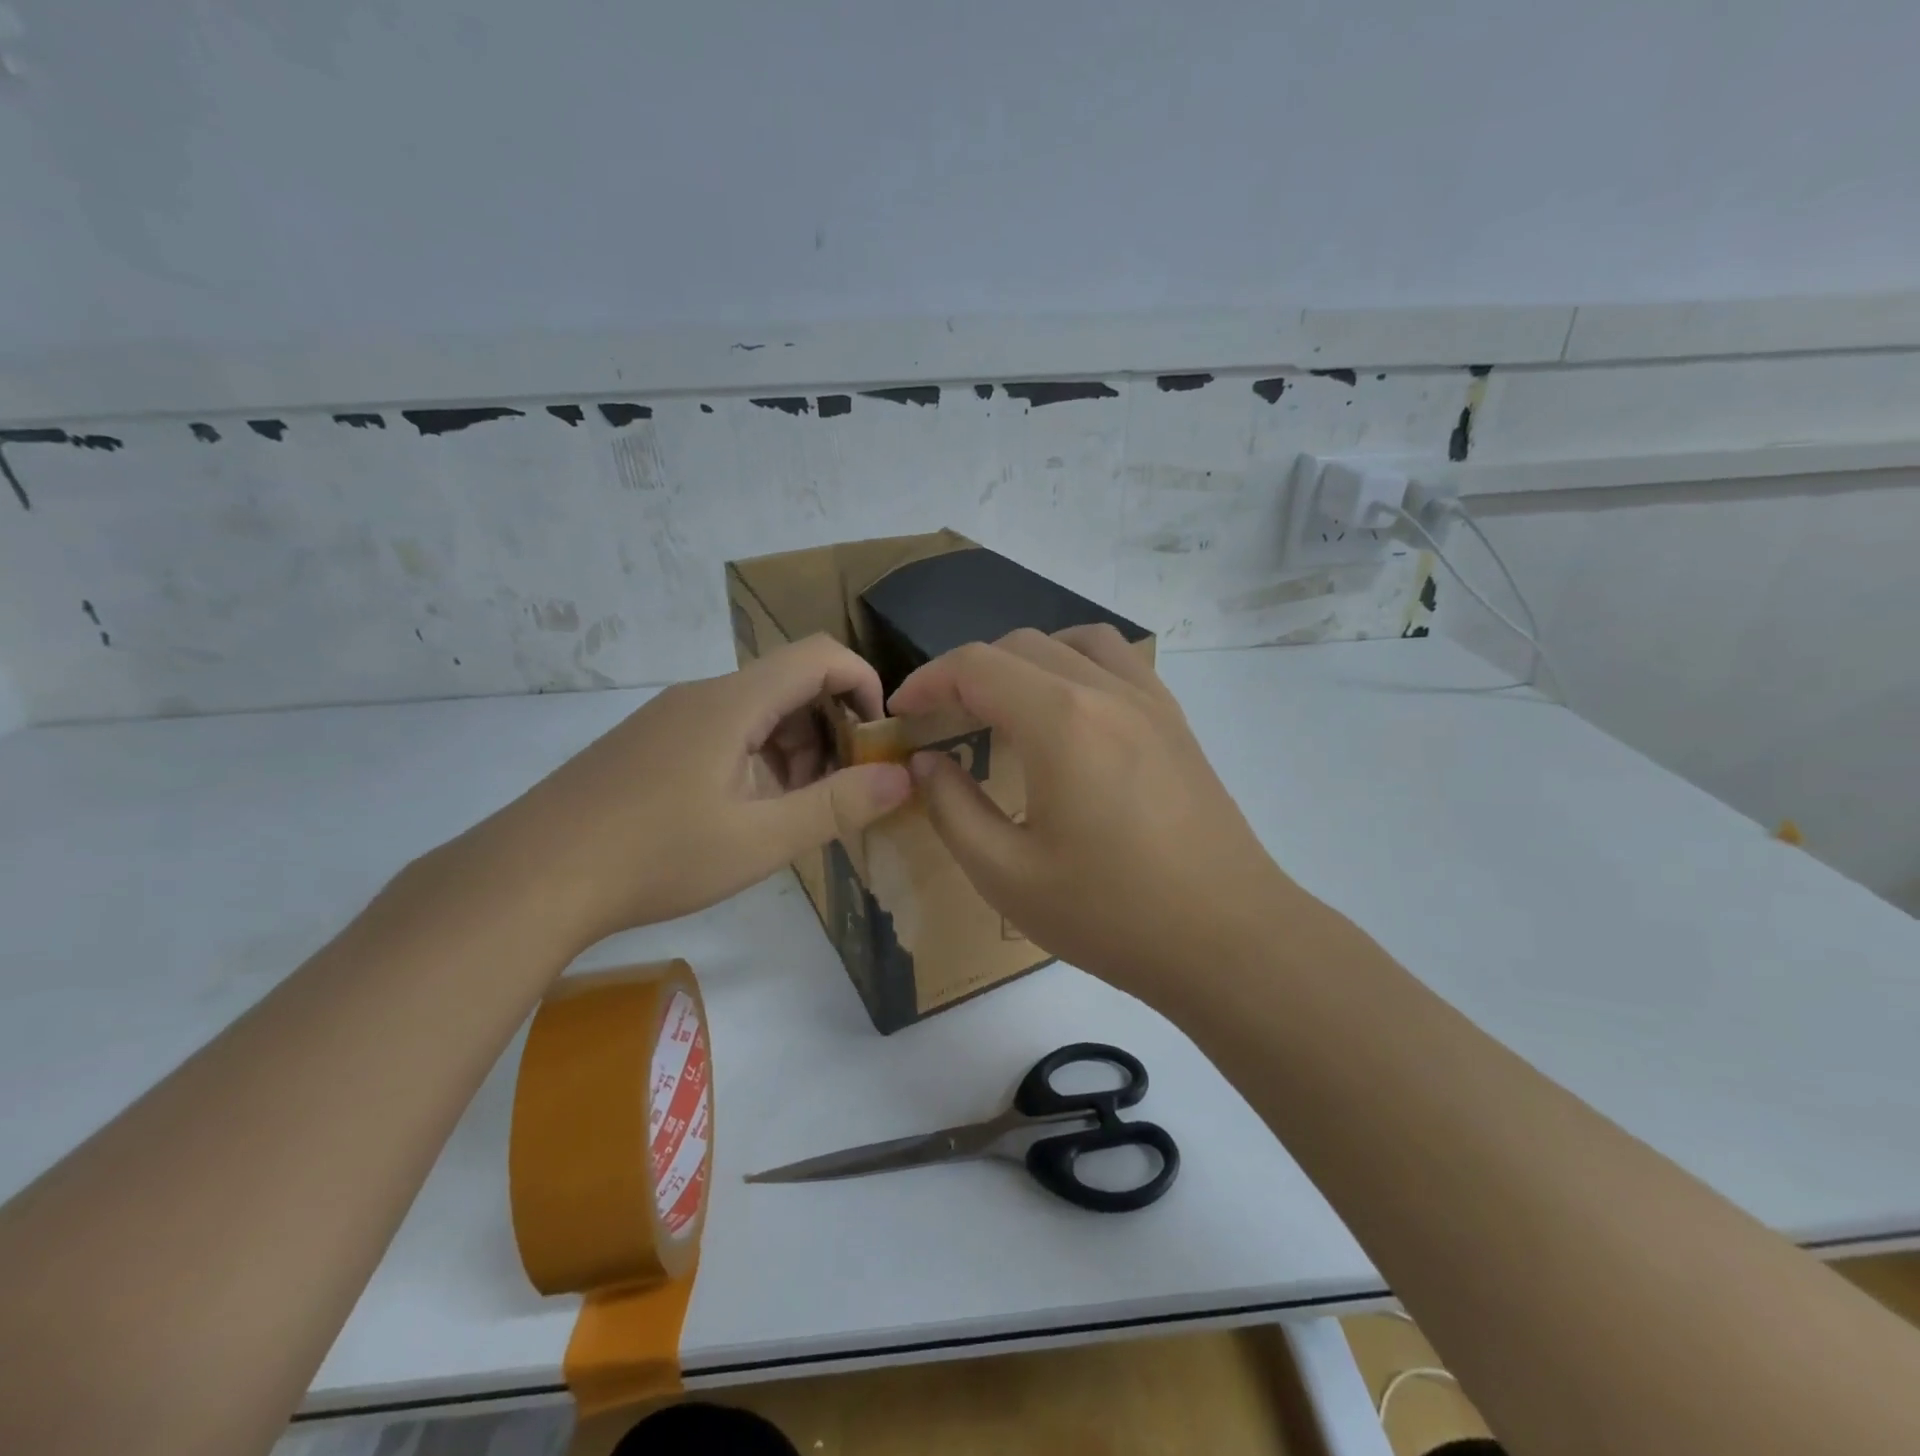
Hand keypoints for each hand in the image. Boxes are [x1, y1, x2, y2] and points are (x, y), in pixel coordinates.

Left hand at [473, 634, 912, 947]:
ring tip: (790, 814)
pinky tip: (742, 816)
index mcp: (734, 702)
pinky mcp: (649, 745)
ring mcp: (670, 719)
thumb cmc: (655, 855)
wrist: (529, 878)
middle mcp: (702, 696)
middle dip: (831, 731)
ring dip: (794, 752)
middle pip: (791, 685)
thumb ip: (838, 806)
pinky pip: (723, 734)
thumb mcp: (760, 839)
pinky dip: (755, 763)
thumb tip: (903, 777)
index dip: (864, 685)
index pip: (820, 655)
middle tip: (837, 793)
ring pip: (757, 713)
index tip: (878, 740)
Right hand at [889, 626, 1292, 999]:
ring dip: (1026, 660)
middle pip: (1020, 646)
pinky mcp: (1176, 722)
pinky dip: (1076, 666)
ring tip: (1006, 707)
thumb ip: (953, 809)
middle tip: (944, 721)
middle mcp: (1106, 691)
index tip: (902, 714)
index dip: (927, 681)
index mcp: (1060, 722)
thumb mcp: (1007, 875)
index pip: (976, 666)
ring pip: (1074, 641)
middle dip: (969, 673)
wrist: (1230, 939)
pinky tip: (1070, 717)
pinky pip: (1118, 662)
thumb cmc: (1112, 915)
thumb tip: (928, 762)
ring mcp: (1150, 701)